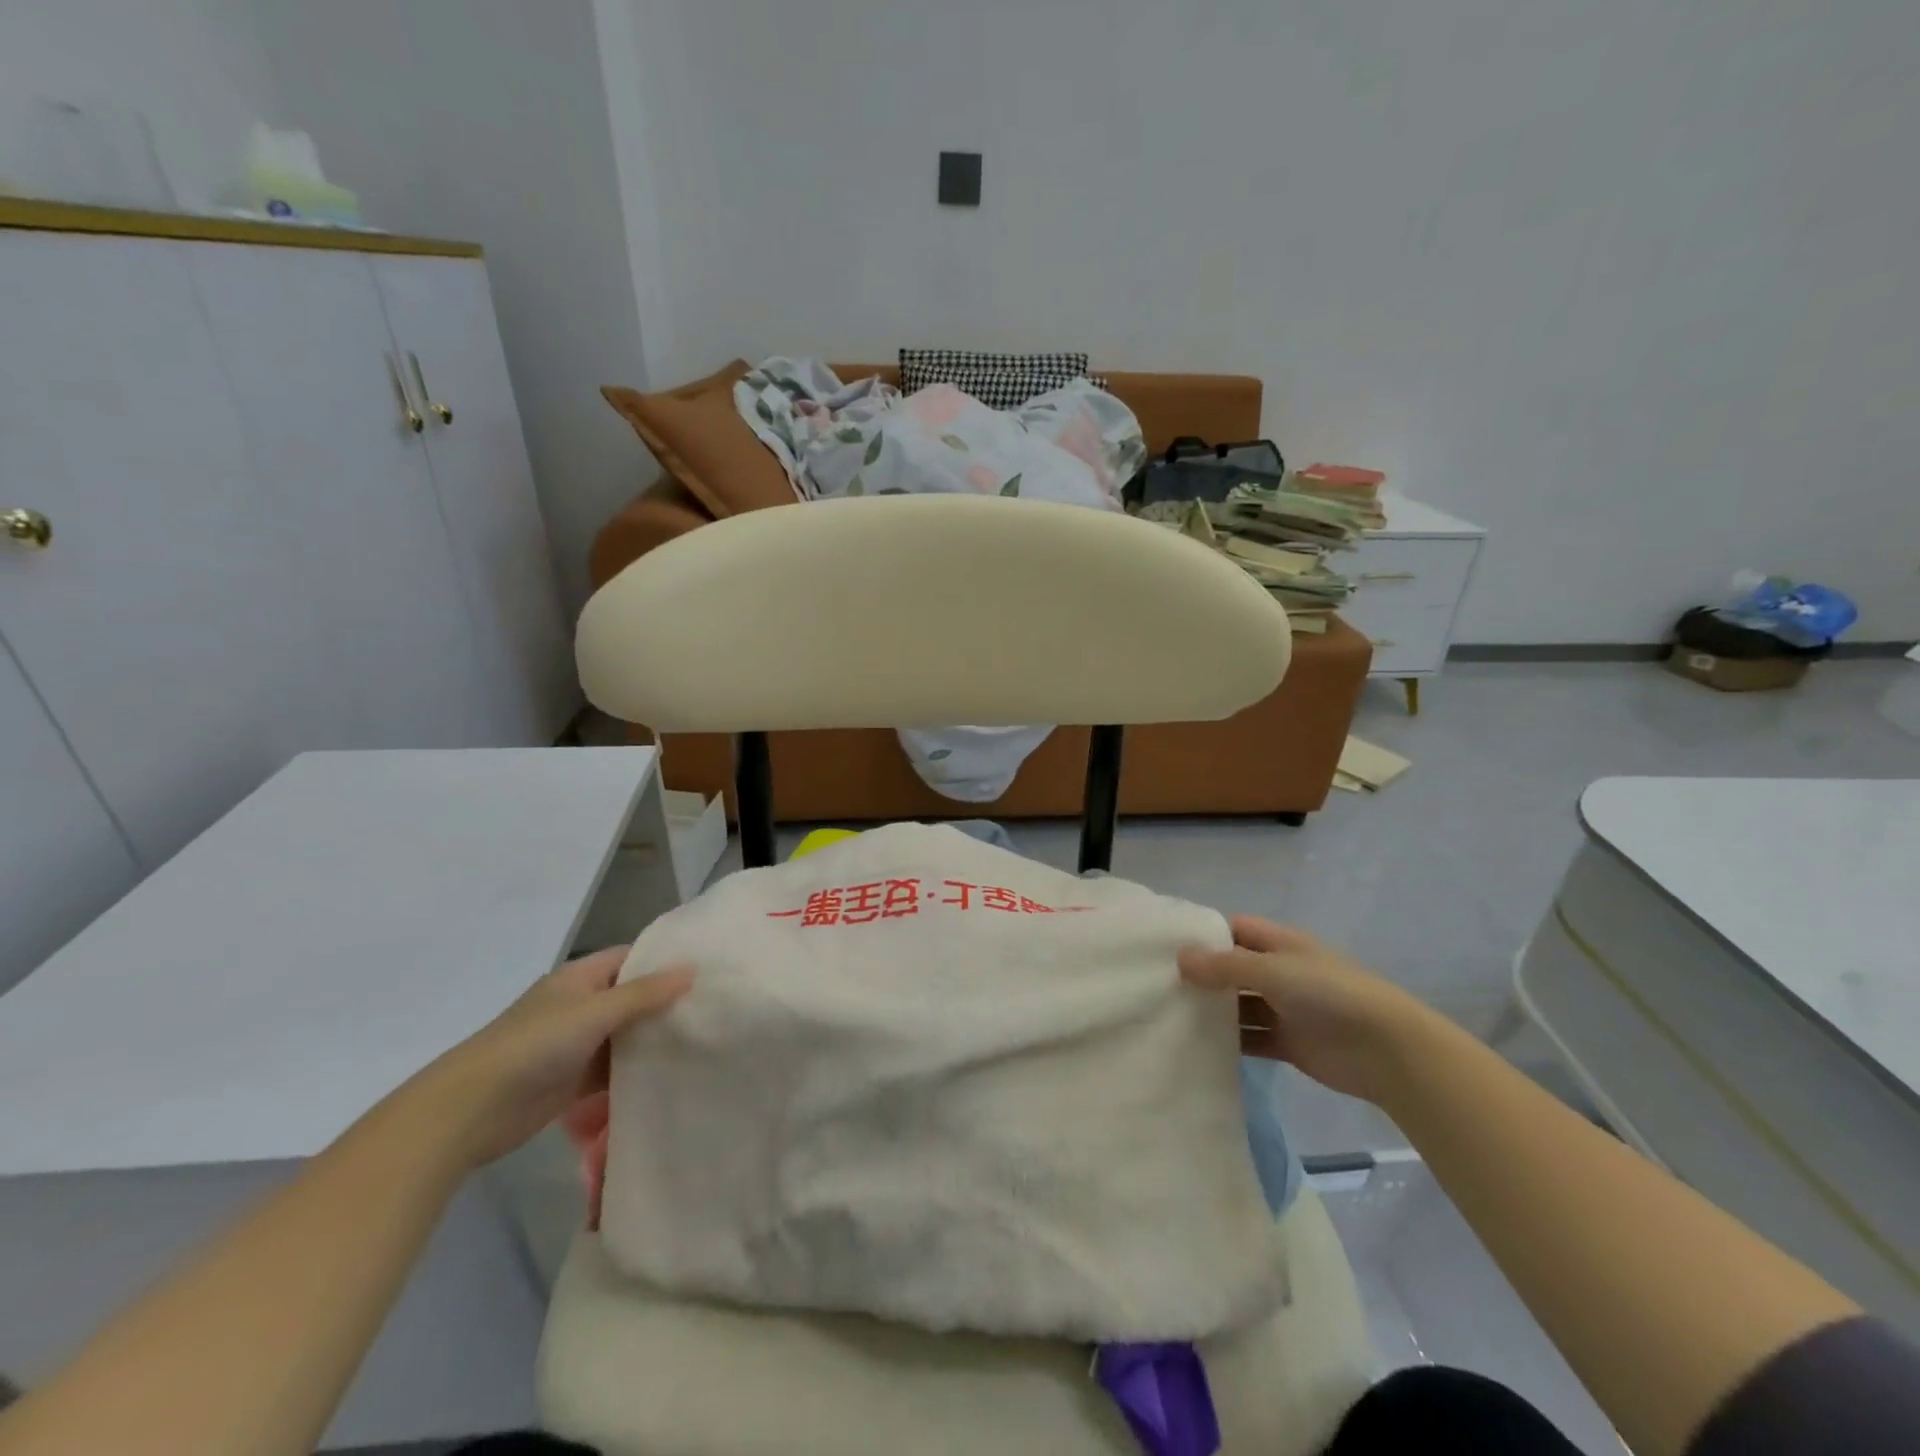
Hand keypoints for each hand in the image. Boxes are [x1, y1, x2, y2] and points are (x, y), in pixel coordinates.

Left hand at [405, 946, 693, 1169]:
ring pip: (626, 1034)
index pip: (631, 957)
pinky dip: (639, 1069)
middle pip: (632, 996)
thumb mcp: (595, 1011)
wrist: (472, 1110)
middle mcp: (581, 1005)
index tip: (707, 965)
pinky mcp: (575, 1080)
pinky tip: (674, 1072)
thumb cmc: (534, 1045)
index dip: (664, 959)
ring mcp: (578, 1044)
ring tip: (705, 1037)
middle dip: (667, 1000)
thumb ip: (644, 993)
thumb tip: (691, 969)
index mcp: (580, 978)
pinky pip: (616, 1069)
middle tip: (715, 1004)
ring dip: (655, 1037)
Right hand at [1179, 916, 1427, 1103]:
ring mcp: (1284, 1008)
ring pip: (1238, 1005)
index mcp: (1280, 943)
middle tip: (1157, 984)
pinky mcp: (1287, 1043)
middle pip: (1233, 968)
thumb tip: (1179, 958)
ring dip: (1212, 1010)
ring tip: (1168, 1015)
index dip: (1204, 935)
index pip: (1234, 929)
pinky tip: (1196, 1046)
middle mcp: (1280, 972)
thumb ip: (1224, 966)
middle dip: (1202, 975)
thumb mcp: (1272, 970)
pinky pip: (1250, 1038)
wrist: (1386, 1050)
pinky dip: (1228, 1042)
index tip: (1165, 945)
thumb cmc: (1328, 993)